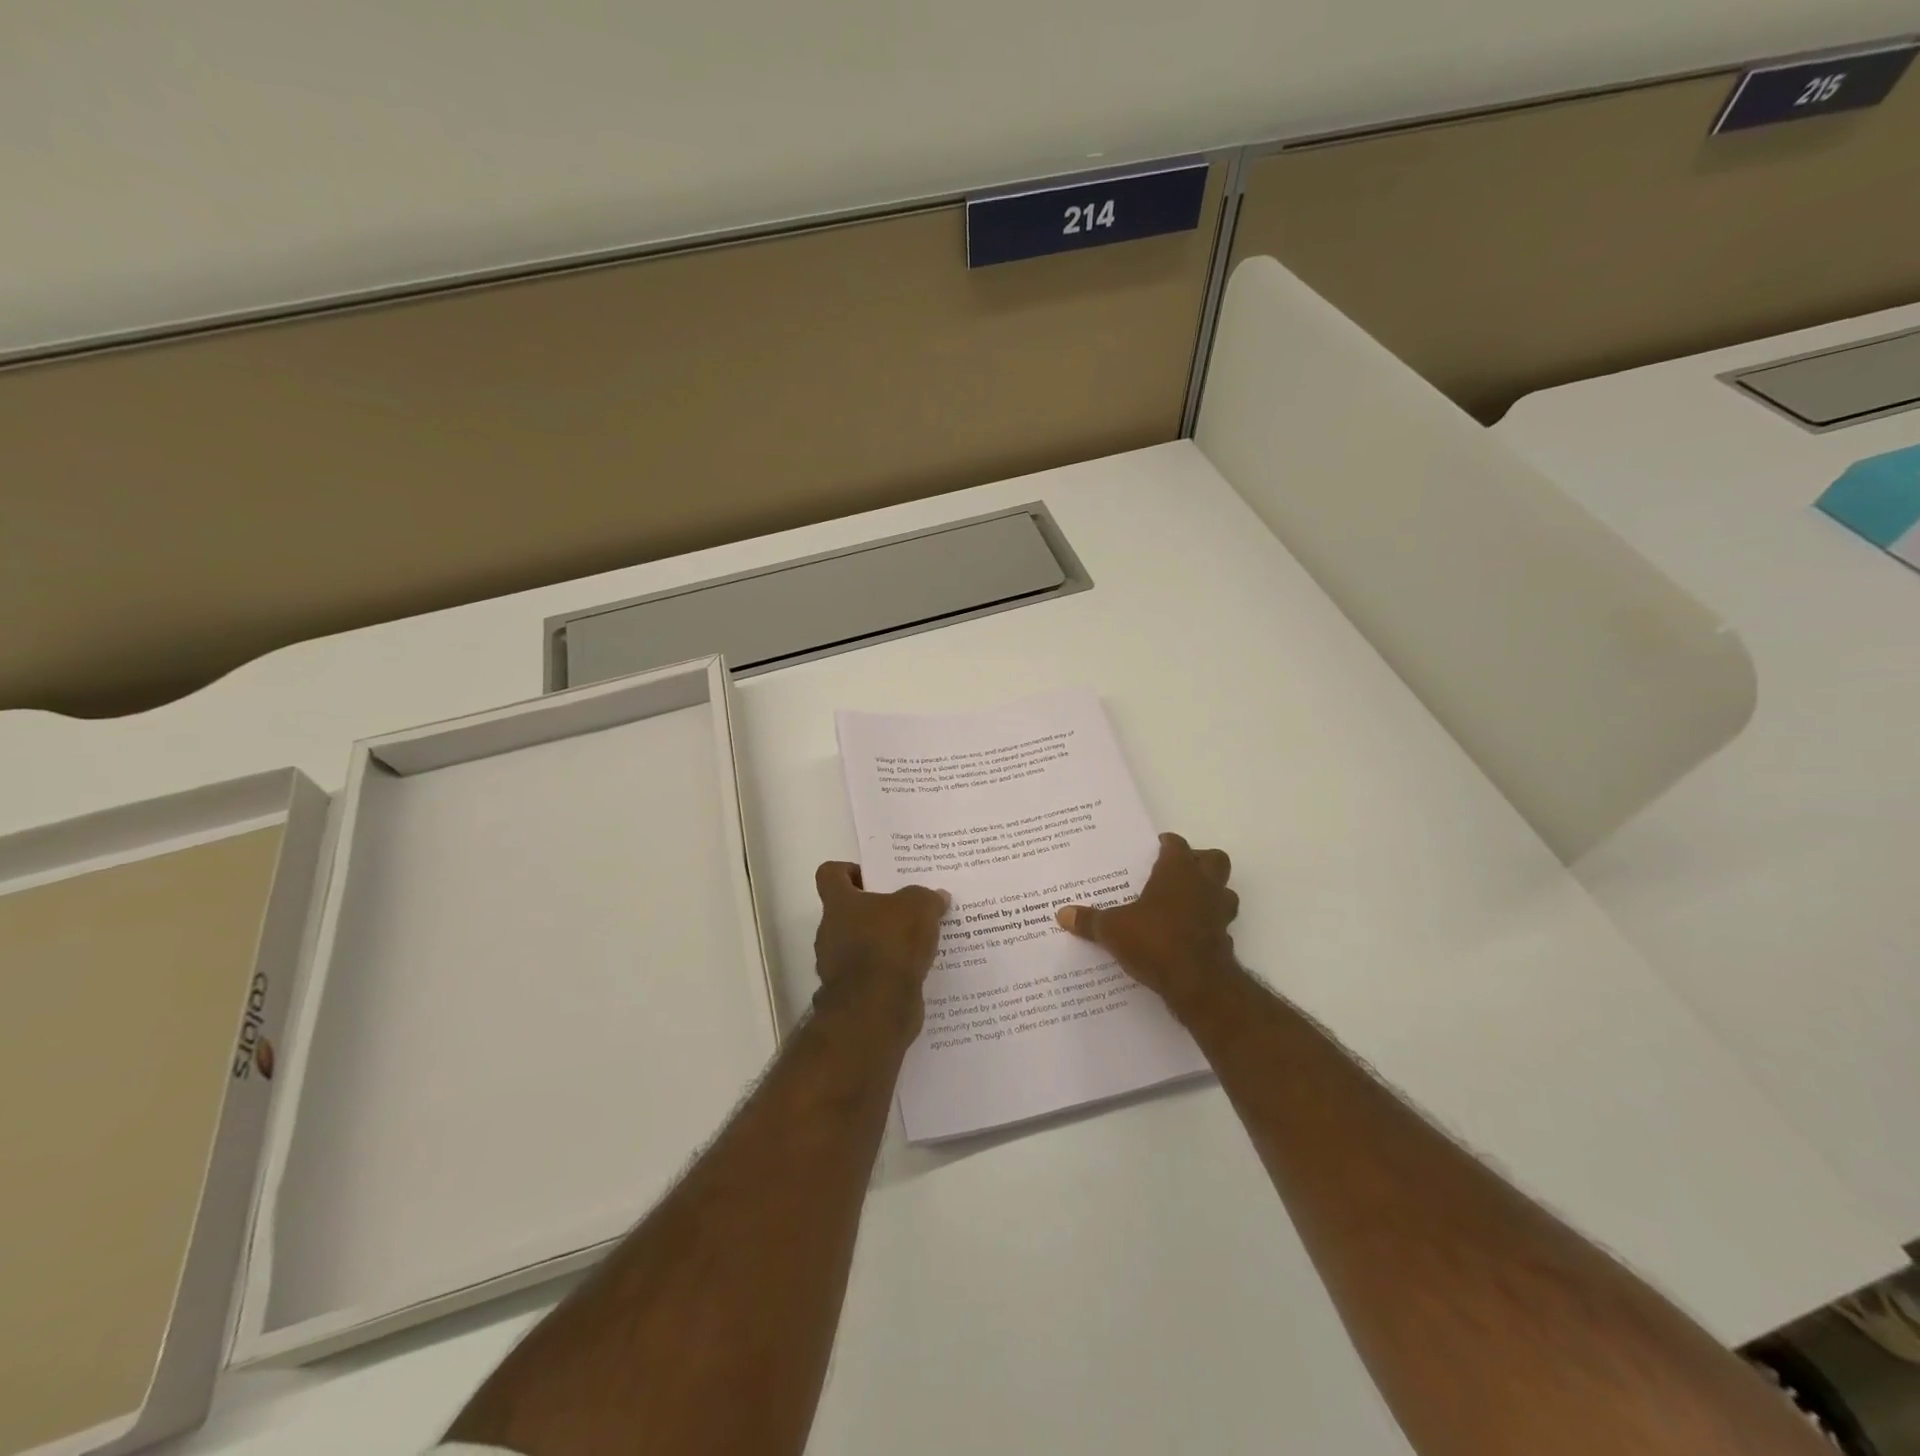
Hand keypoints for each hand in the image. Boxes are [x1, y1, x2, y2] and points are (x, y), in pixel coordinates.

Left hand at [812, 861, 948, 1038]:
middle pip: (848, 912)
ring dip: (883, 944)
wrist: (876, 1009)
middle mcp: (830, 932)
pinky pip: (871, 975)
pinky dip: (888, 973)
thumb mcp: (920, 907)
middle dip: (876, 911)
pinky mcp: (852, 994)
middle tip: (908, 911)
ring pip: (860, 945)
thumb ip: (927, 898)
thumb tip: (937, 897)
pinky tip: (916, 971)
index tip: (873, 878)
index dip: (848, 871)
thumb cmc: (891, 944)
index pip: (830, 874)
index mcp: (839, 903)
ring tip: (918, 943)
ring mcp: (837, 966)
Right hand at [1056, 833, 1239, 1019]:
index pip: (1176, 845)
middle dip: (1199, 862)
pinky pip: (1219, 924)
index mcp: (1178, 871)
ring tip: (1184, 903)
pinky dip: (1207, 926)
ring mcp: (1219, 913)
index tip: (1155, 848)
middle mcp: (1204, 885)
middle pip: (1213, 860)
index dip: (1167, 844)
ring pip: (1224, 891)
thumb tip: (1062, 913)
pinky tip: (1187, 936)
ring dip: (1209, 893)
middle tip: (1175, 872)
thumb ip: (1090, 921)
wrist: (1198, 984)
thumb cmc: (1155, 941)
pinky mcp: (1225, 940)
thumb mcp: (1113, 929)